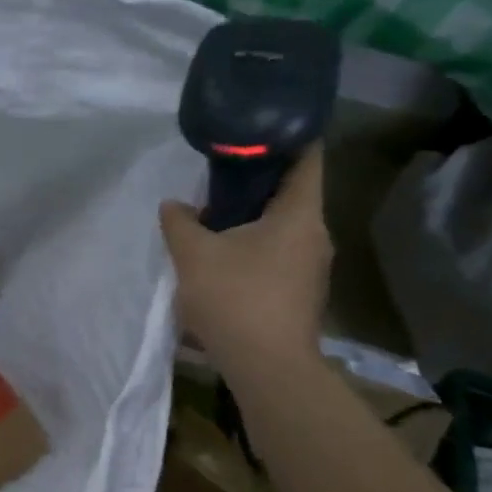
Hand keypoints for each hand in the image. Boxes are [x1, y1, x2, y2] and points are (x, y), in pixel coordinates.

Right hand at [161, 146, 330, 381]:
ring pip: (284, 225)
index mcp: (299, 215)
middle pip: (293, 192)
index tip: (263, 123)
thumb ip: (179, 222)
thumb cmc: (235, 298)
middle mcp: (315, 235)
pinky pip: (279, 252)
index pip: (308, 159)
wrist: (267, 368)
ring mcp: (312, 267)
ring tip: (214, 212)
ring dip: (253, 215)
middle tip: (220, 169)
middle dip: (258, 179)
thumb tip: (175, 205)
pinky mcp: (301, 292)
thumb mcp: (193, 253)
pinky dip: (255, 243)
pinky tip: (224, 254)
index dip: (290, 135)